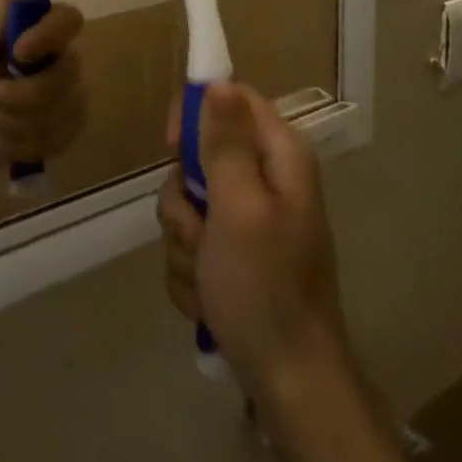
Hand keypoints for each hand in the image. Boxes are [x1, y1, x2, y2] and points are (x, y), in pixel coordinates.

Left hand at [0, 0, 86, 167]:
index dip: (50, 33)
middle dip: (23, 93)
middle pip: (66, 73)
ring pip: (59, 110)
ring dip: (16, 119)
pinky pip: (56, 137)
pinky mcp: (73, 126)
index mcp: (42, 30)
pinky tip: (8, 137)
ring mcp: (74, 94)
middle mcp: (65, 58)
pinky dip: (22, 141)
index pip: (68, 18)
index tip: (19, 51)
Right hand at [157, 83, 351, 404]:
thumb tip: (218, 80)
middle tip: (200, 234)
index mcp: (280, 157)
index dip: (196, 114)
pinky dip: (192, 271)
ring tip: (208, 278)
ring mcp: (249, 220)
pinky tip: (210, 299)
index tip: (173, 147)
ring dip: (185, 244)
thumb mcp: (238, 208)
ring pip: (187, 205)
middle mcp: (266, 180)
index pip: (230, 99)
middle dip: (185, 202)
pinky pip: (191, 243)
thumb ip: (225, 142)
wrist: (288, 381)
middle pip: (200, 156)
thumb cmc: (264, 288)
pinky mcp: (234, 254)